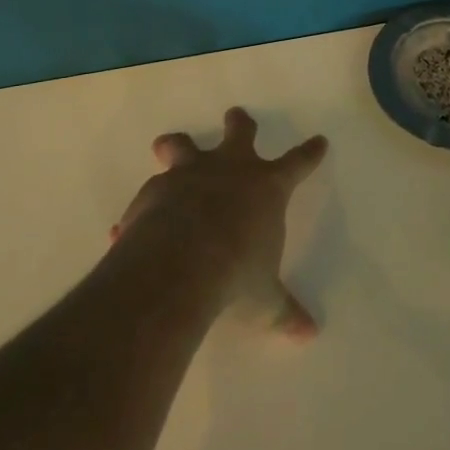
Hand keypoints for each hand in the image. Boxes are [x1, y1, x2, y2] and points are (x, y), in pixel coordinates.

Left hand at [112, 107, 327, 339]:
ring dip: (177, 145)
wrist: (178, 267)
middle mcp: (229, 170)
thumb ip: (284, 311)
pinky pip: (149, 193)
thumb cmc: (236, 275)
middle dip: (240, 124)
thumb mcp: (264, 300)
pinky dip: (144, 206)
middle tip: (237, 116)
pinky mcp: (154, 191)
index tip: (318, 140)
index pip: (298, 163)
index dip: (309, 152)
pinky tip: (131, 226)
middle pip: (240, 133)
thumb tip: (309, 333)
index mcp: (266, 188)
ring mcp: (189, 175)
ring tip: (169, 145)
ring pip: (183, 145)